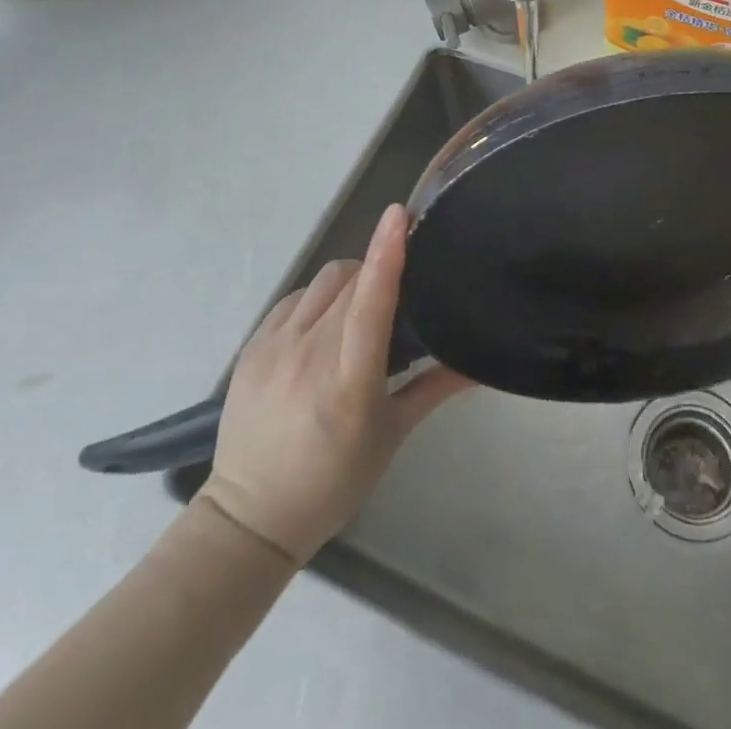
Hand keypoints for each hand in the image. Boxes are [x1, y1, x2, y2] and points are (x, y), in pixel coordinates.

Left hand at [198, 204, 471, 563]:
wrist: (250, 517)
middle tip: (397, 295)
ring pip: (323, 282)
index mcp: (348, 381)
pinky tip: (322, 327)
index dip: (386, 254)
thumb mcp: (390, 436)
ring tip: (357, 314)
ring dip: (349, 283)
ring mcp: (274, 346)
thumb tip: (480, 364)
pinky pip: (295, 298)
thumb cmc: (332, 481)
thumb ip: (434, 389)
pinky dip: (318, 299)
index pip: (371, 303)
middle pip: (351, 282)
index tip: (399, 214)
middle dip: (378, 273)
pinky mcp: (252, 345)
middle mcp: (309, 354)